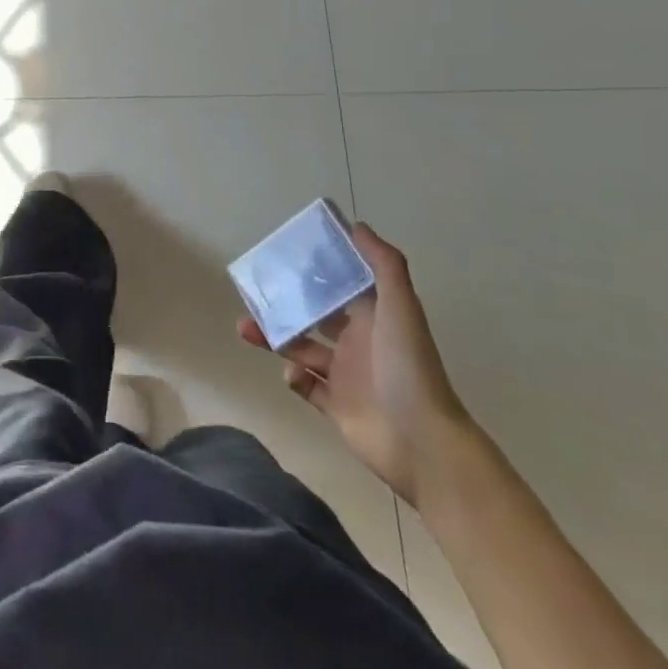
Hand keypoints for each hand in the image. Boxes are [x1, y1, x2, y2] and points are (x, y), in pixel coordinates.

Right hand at [239, 221, 470, 505]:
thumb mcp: (400, 307)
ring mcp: (347, 376)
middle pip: (315, 316)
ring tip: (245, 328)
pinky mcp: (337, 407)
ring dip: (274, 337)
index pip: (341, 285)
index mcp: (374, 317)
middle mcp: (359, 342)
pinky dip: (294, 378)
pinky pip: (307, 387)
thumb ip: (383, 265)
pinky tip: (291, 374)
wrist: (422, 443)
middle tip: (254, 294)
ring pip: (302, 348)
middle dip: (285, 304)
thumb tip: (357, 225)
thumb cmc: (408, 367)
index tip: (286, 254)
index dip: (317, 269)